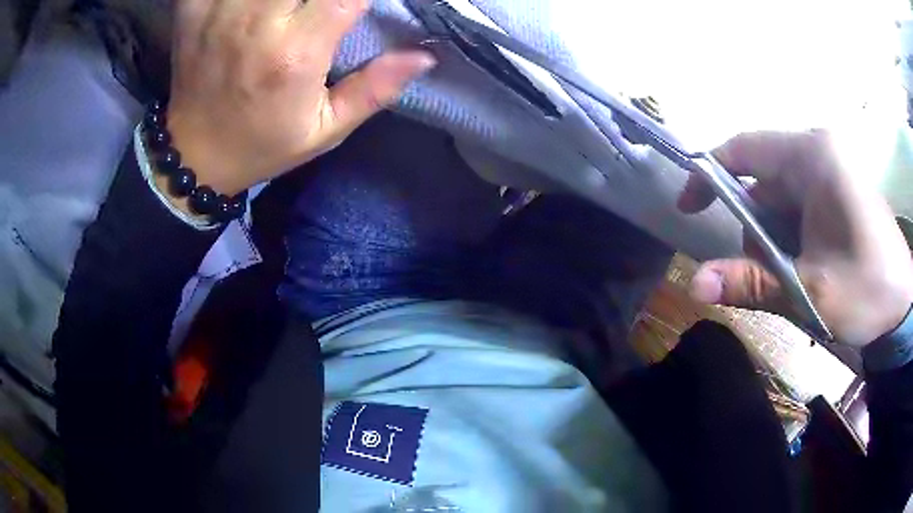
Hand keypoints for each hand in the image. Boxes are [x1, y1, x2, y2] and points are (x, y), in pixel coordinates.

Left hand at [164, 0, 435, 197]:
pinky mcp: (193, 13)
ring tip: (291, 5)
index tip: (364, 2)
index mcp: (294, 53)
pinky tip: (246, 2)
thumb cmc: (262, 144)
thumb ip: (375, 89)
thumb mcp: (325, 130)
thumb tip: (425, 56)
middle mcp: (256, 24)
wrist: (195, 157)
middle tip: (325, 4)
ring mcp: (219, 14)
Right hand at [678, 131, 912, 346]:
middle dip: (756, 228)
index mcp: (812, 157)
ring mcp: (832, 168)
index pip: (745, 148)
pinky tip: (807, 266)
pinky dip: (793, 235)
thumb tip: (693, 286)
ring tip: (795, 277)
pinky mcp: (840, 188)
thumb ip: (751, 283)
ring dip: (776, 238)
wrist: (903, 306)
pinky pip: (800, 204)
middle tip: (767, 274)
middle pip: (764, 179)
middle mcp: (819, 151)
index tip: (690, 208)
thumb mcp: (809, 290)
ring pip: (782, 196)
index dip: (710, 175)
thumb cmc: (866, 291)